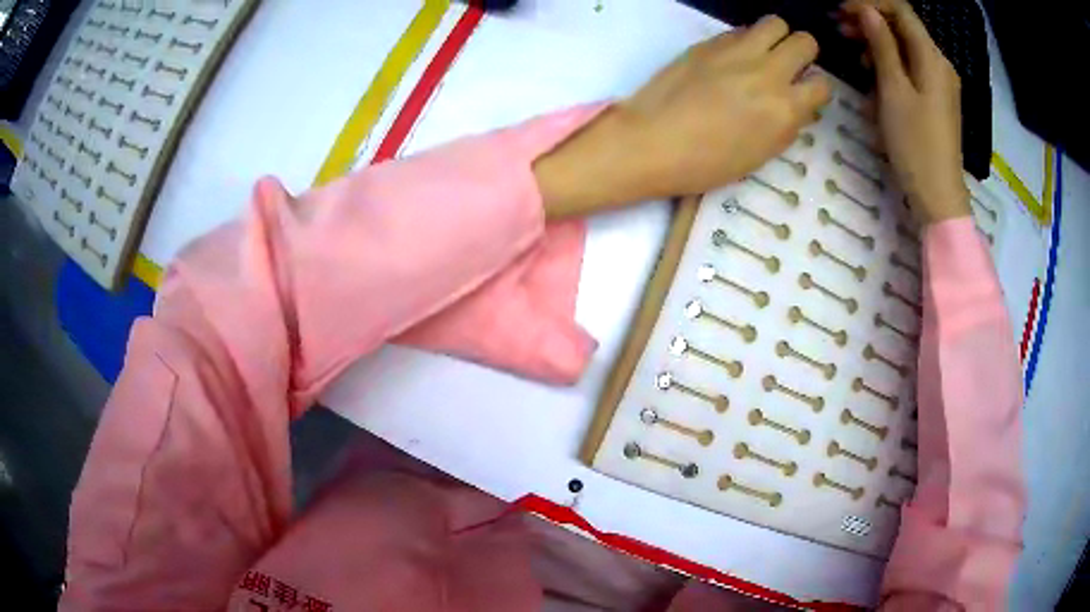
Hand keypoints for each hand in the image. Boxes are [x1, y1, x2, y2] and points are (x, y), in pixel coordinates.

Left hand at [536, 16, 830, 218]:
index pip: (823, 84)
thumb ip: (787, 125)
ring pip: (775, 23)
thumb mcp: (761, 154)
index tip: (805, 94)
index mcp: (785, 108)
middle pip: (805, 41)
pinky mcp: (709, 42)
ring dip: (777, 37)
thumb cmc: (707, 163)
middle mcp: (768, 72)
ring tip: (764, 54)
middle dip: (803, 54)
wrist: (652, 142)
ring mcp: (737, 51)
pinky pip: (741, 29)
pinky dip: (747, 39)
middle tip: (788, 67)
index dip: (816, 89)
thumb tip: (799, 104)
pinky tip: (734, 57)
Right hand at [841, 0, 969, 224]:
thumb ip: (881, 45)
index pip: (900, 10)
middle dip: (871, 22)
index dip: (870, 3)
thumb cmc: (915, 144)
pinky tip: (875, 79)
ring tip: (855, 56)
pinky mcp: (936, 100)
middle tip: (840, 29)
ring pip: (906, 48)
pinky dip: (891, 66)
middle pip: (904, 27)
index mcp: (932, 58)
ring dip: (879, 44)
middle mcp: (940, 65)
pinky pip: (912, 70)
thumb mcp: (893, 90)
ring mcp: (940, 84)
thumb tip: (866, 11)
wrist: (939, 196)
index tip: (842, 11)